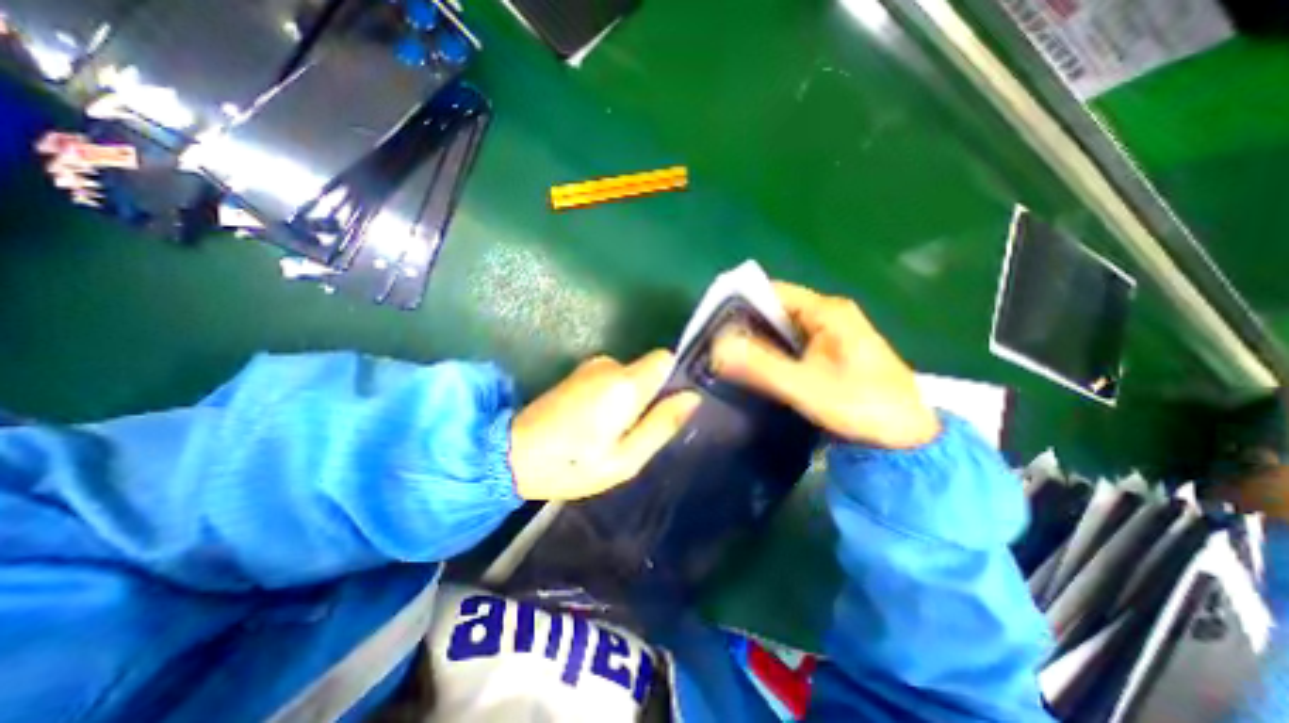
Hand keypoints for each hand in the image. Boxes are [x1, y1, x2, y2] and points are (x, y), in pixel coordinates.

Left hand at [508, 351, 701, 498]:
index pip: (664, 358)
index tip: (666, 406)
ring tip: (611, 433)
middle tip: (633, 433)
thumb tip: (692, 398)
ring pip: (629, 377)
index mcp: (625, 384)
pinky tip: (595, 423)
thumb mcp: (626, 459)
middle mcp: (609, 365)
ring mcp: (590, 367)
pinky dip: (611, 398)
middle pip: (646, 371)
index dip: (671, 378)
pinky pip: (611, 380)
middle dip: (648, 397)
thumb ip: (661, 425)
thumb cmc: (573, 464)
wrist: (511, 455)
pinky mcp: (578, 374)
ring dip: (628, 400)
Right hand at [715, 278, 937, 449]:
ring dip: (756, 341)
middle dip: (745, 326)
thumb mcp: (806, 386)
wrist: (906, 439)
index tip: (713, 324)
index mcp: (826, 311)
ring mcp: (829, 335)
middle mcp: (827, 315)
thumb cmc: (861, 406)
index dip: (741, 303)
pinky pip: (791, 346)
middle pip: (775, 310)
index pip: (773, 292)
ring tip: (725, 357)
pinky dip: (770, 354)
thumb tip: (716, 348)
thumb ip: (760, 366)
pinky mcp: (829, 354)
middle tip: (713, 345)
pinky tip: (753, 368)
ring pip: (781, 330)